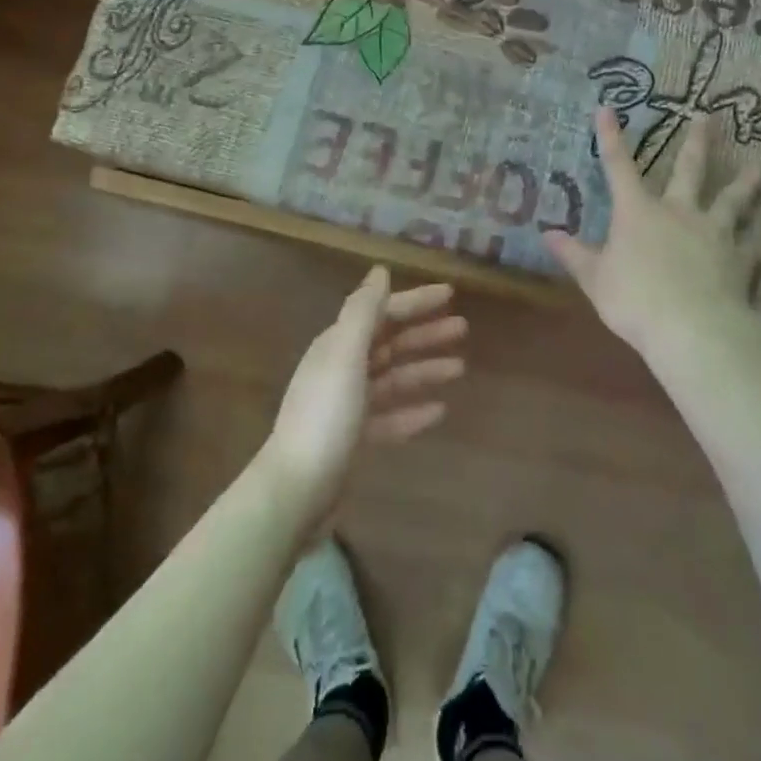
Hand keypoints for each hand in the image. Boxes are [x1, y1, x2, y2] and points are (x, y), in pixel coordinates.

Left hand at [258, 268, 466, 516]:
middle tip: (463, 329)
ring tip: (460, 368)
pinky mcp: (354, 438)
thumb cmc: (325, 416)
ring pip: (393, 378)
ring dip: (424, 369)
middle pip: (389, 343)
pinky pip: (390, 416)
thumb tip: (379, 270)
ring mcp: (347, 406)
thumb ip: (363, 312)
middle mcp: (341, 369)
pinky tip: (439, 411)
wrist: (297, 490)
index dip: (415, 301)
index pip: (382, 313)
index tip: (450, 294)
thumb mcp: (345, 356)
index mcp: (338, 345)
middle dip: (425, 334)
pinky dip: (413, 410)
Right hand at [545, 107, 760, 360]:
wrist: (692, 330)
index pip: (619, 167)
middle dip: (697, 143)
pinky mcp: (739, 261)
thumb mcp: (594, 279)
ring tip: (756, 167)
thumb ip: (574, 255)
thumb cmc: (634, 300)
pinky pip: (753, 246)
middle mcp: (678, 213)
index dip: (611, 137)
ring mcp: (714, 234)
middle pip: (689, 171)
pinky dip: (760, 240)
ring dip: (743, 183)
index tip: (607, 108)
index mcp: (638, 212)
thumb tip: (547, 234)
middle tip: (709, 118)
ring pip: (731, 201)